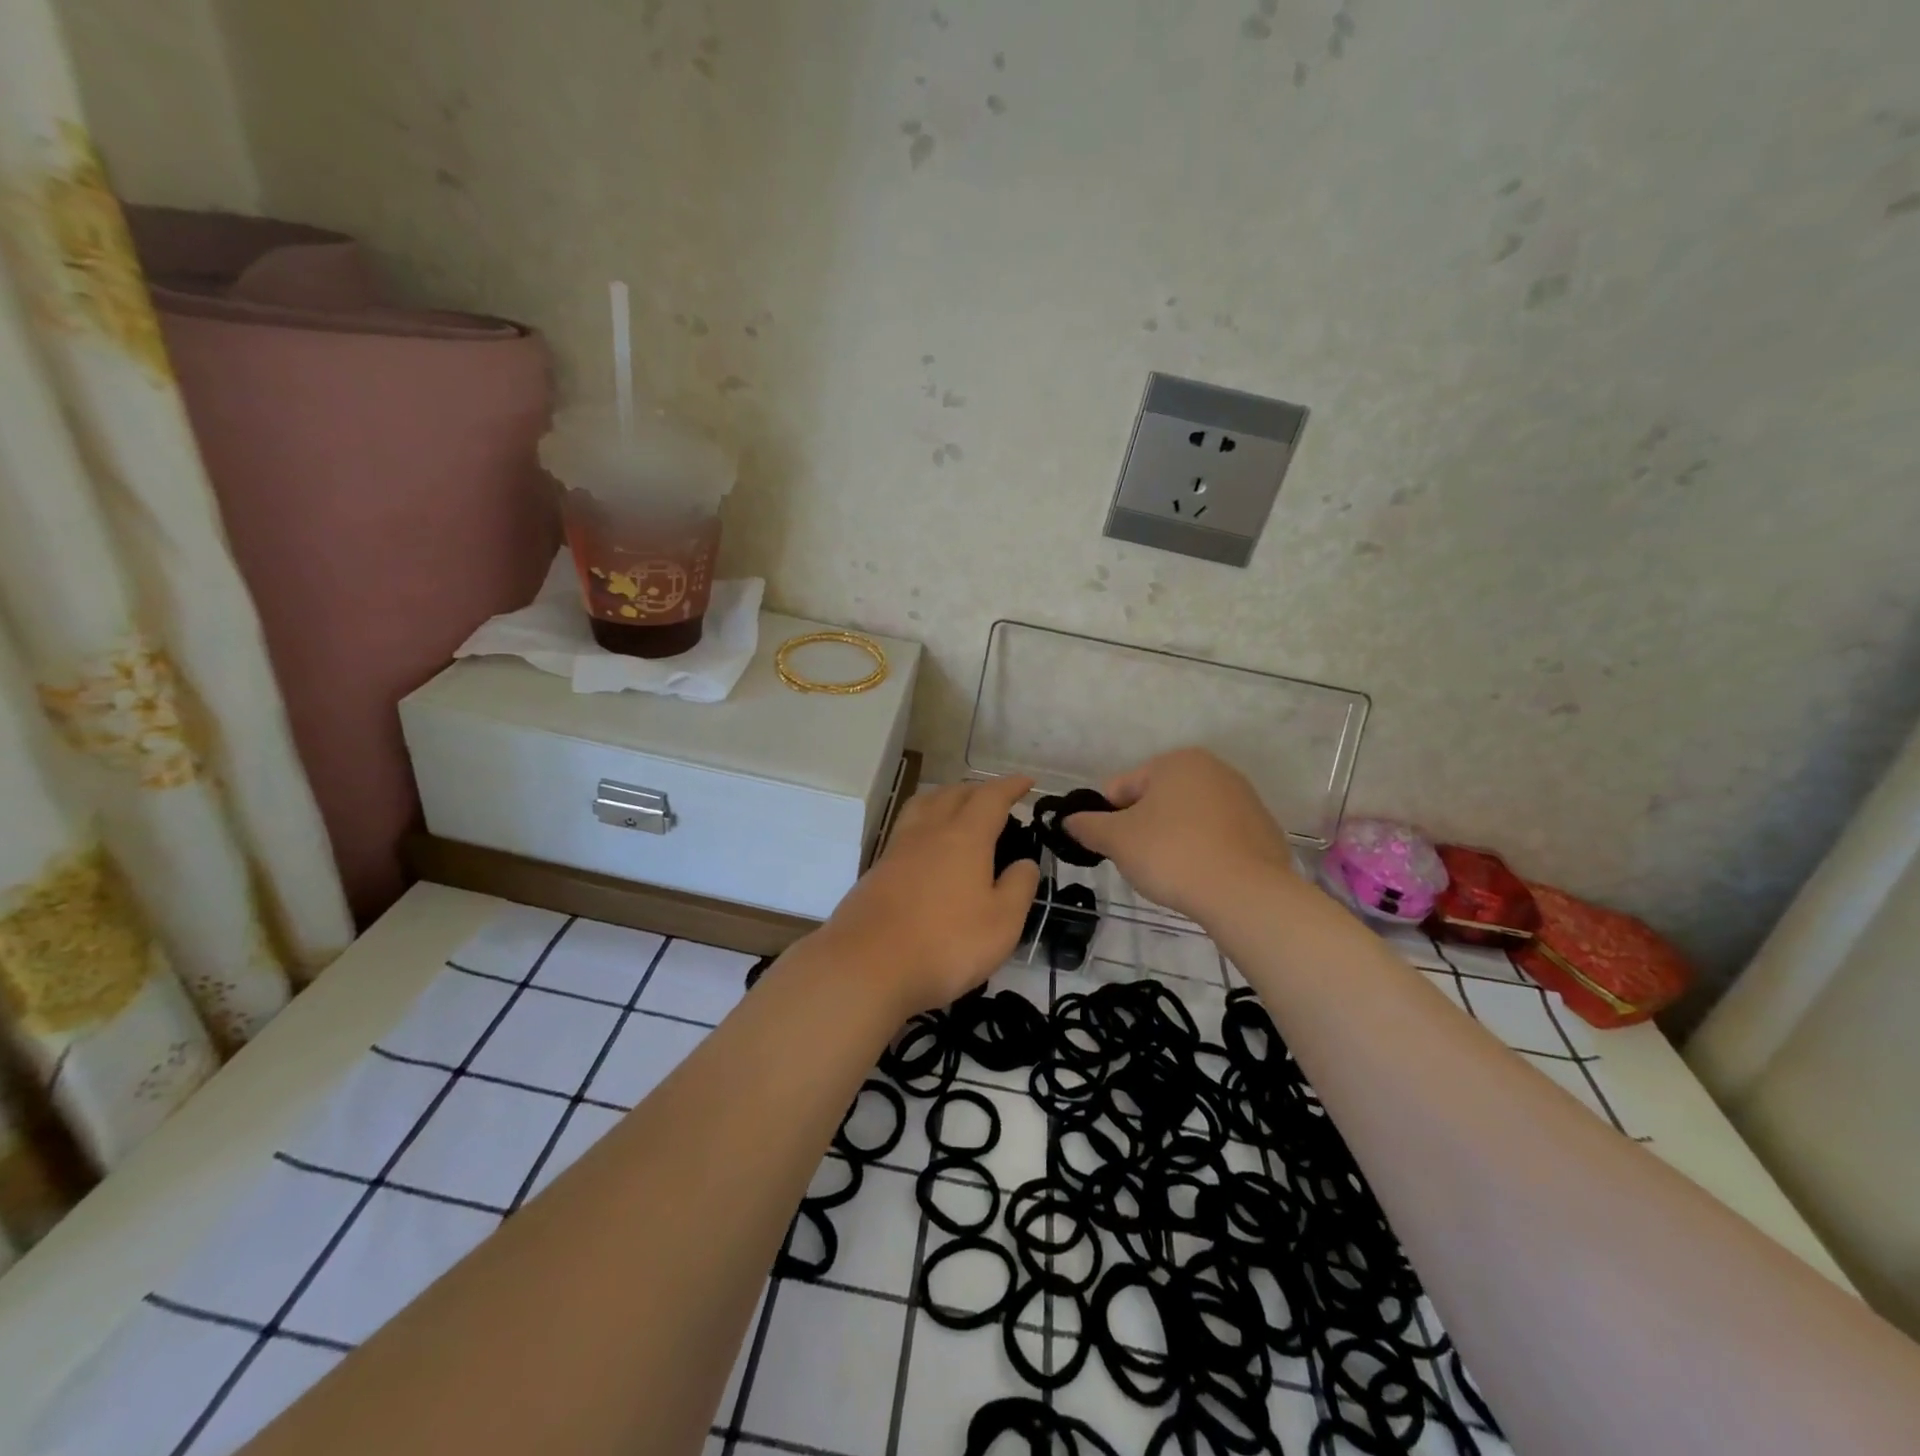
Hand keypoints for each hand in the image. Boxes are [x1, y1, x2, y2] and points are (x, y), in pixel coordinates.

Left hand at [813, 775, 1041, 1017]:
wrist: (866, 966)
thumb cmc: (945, 943)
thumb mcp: (1002, 923)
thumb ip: (1019, 887)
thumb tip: (1025, 862)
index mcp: (965, 837)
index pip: (991, 798)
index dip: (1011, 787)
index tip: (1027, 782)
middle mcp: (929, 831)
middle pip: (954, 793)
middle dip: (979, 790)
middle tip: (997, 799)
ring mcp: (898, 848)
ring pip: (924, 804)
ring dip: (946, 798)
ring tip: (959, 809)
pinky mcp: (877, 869)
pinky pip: (906, 828)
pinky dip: (925, 822)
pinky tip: (928, 845)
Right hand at [1062, 748, 1298, 922]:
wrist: (1245, 894)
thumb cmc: (1172, 854)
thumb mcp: (1117, 840)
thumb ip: (1088, 826)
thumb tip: (1069, 820)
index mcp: (1177, 761)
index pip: (1122, 787)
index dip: (1109, 819)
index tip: (1113, 848)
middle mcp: (1214, 769)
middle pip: (1157, 800)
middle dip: (1143, 828)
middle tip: (1142, 863)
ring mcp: (1244, 799)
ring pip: (1188, 819)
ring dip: (1173, 840)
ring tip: (1173, 873)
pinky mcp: (1263, 830)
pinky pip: (1218, 838)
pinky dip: (1204, 852)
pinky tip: (1202, 877)